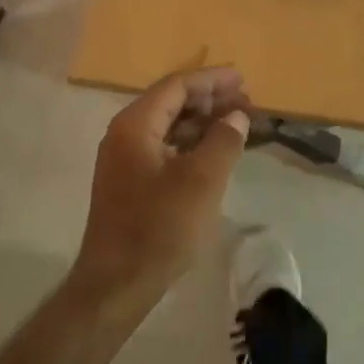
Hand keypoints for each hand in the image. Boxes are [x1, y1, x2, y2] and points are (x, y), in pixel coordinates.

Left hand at [74, 68, 251, 300]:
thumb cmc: (160, 226)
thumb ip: (223, 140)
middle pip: (171, 102)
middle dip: (210, 99)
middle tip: (246, 101)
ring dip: (203, 121)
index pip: (176, 86)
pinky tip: (215, 151)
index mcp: (135, 125)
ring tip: (237, 123)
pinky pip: (165, 147)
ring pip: (169, 126)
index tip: (242, 78)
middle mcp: (125, 134)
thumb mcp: (202, 180)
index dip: (212, 80)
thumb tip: (236, 116)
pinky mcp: (131, 182)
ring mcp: (125, 159)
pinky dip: (192, 143)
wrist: (117, 284)